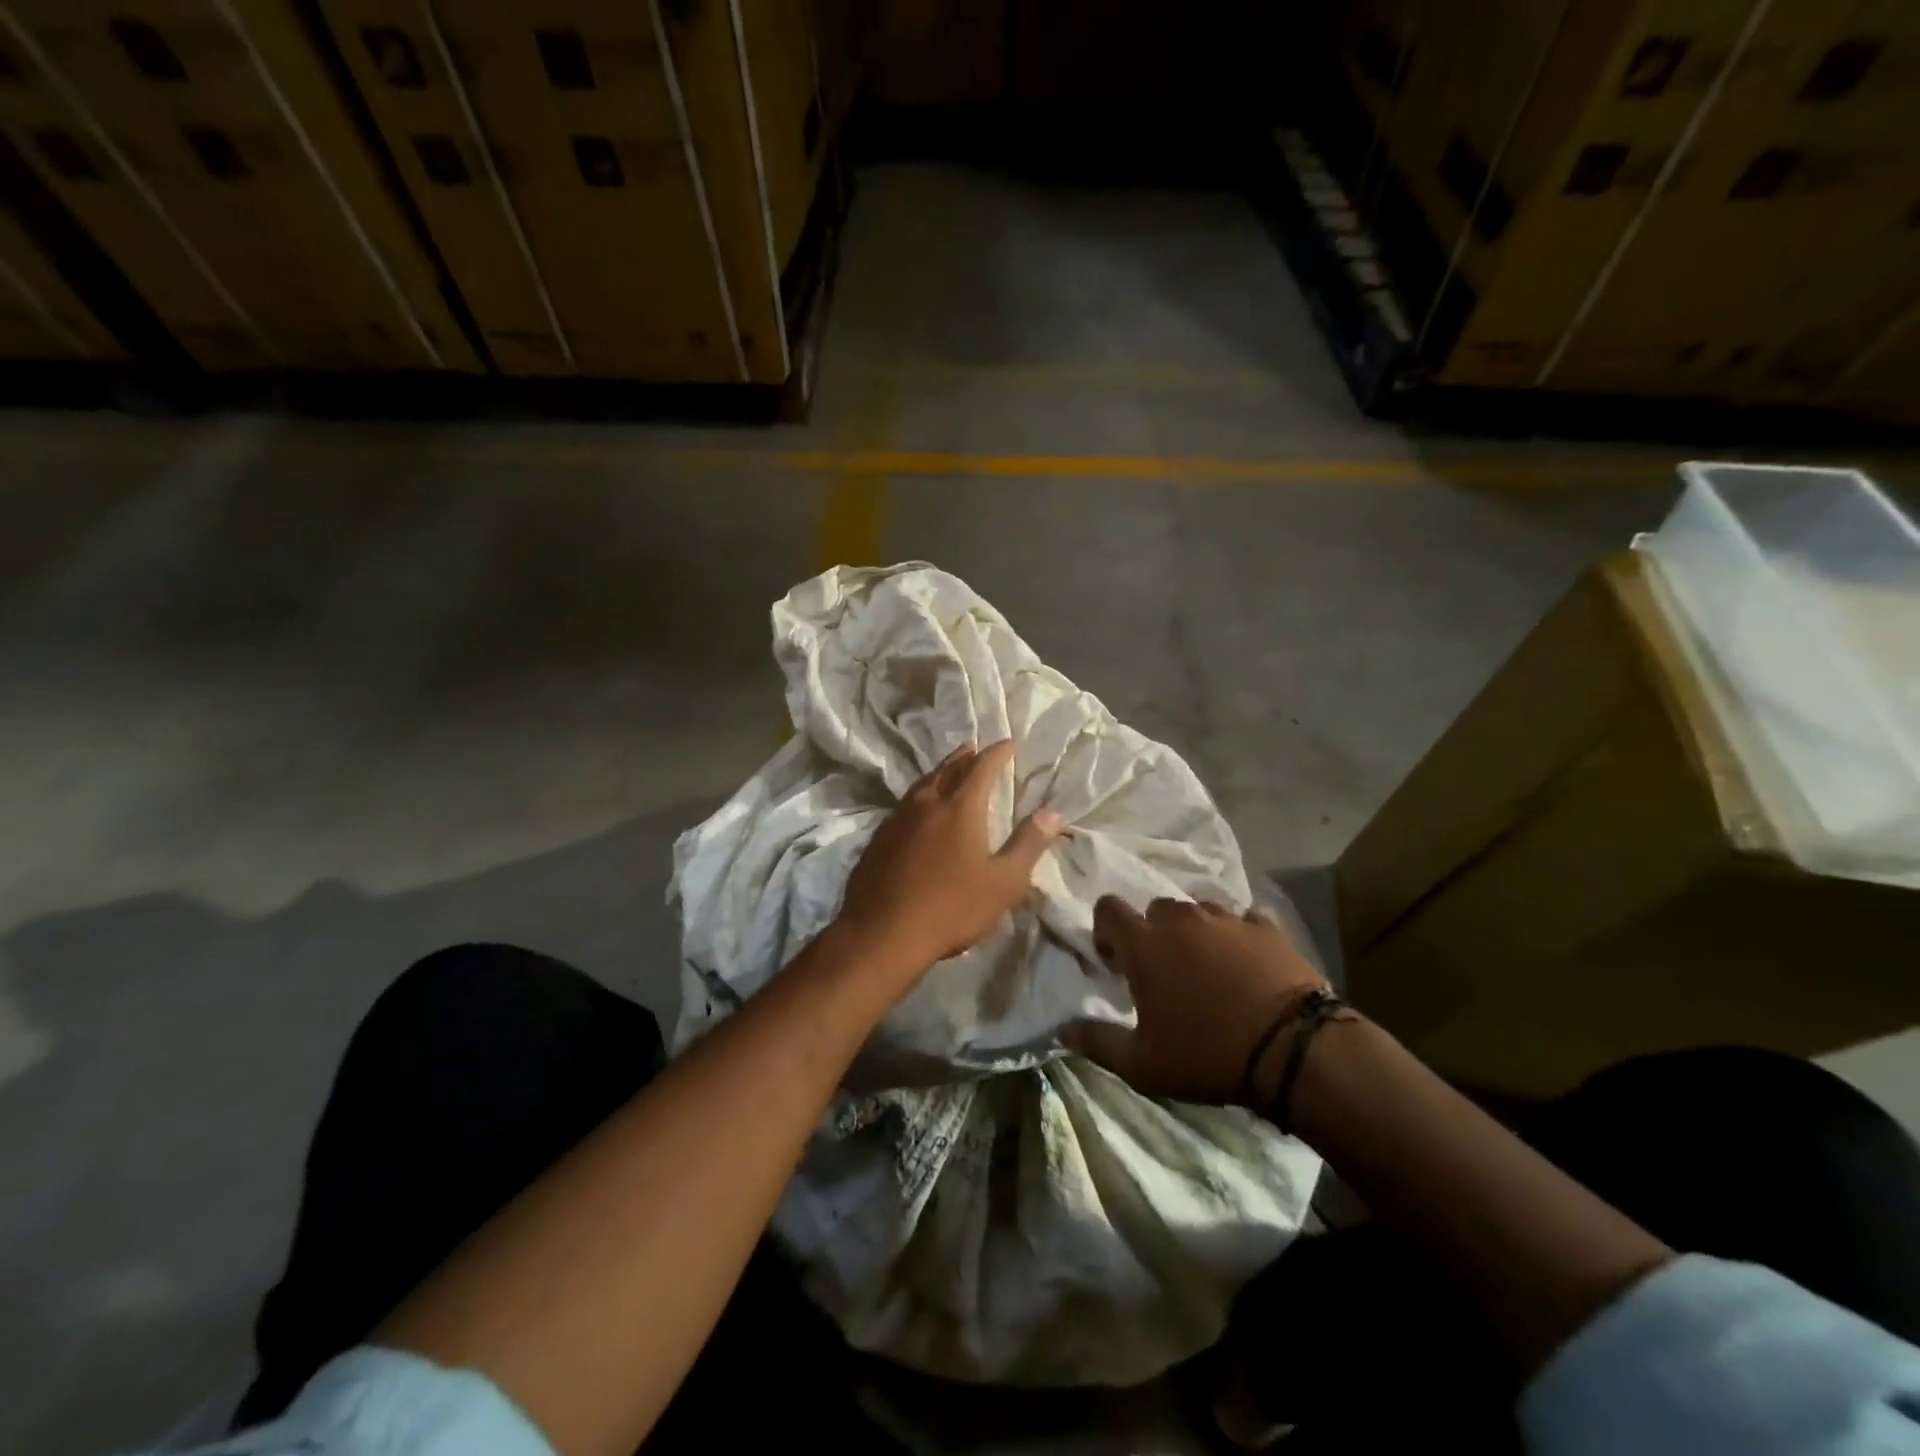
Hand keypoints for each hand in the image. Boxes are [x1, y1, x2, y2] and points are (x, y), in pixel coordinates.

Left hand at [836, 740, 1064, 977]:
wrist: (881, 933)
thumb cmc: (951, 908)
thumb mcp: (1003, 883)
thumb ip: (1028, 845)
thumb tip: (1052, 814)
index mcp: (960, 808)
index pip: (982, 768)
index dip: (997, 753)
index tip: (1007, 743)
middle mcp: (927, 803)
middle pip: (948, 769)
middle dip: (965, 757)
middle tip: (974, 748)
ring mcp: (898, 818)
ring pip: (923, 783)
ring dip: (939, 771)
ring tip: (948, 768)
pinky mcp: (879, 837)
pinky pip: (905, 803)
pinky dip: (920, 794)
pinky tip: (919, 808)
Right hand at [1067, 896, 1328, 1104]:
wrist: (1294, 1049)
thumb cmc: (1206, 1053)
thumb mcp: (1142, 1064)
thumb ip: (1096, 1041)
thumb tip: (1061, 1029)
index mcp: (1144, 943)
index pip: (1108, 908)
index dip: (1106, 929)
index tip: (1116, 962)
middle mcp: (1181, 919)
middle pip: (1156, 909)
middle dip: (1154, 934)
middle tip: (1165, 971)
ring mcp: (1227, 918)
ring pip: (1199, 911)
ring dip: (1196, 933)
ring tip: (1210, 969)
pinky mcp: (1266, 927)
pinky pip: (1243, 921)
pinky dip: (1239, 938)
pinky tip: (1249, 966)